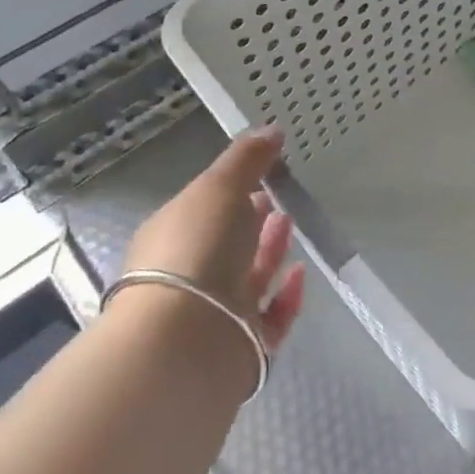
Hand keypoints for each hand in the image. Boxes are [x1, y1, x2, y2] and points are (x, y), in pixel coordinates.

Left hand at [122, 126, 306, 354]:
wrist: (187, 340)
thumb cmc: (196, 250)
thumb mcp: (218, 187)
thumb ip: (247, 158)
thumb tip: (272, 128)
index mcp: (172, 236)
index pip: (205, 208)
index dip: (233, 190)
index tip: (264, 172)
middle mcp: (190, 275)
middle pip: (228, 242)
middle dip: (254, 218)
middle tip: (282, 196)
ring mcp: (215, 313)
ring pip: (249, 277)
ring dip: (272, 249)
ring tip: (293, 222)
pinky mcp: (243, 345)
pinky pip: (271, 316)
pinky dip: (287, 294)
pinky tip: (301, 273)